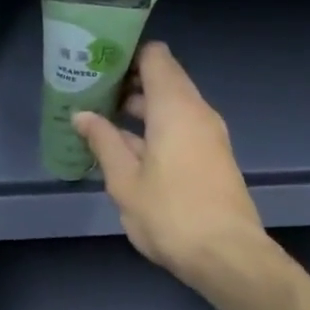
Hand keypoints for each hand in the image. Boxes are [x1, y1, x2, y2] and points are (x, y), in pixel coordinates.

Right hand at [73, 43, 265, 287]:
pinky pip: (181, 128)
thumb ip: (103, 142)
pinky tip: (126, 148)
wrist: (227, 255)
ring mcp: (209, 135)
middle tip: (89, 94)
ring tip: (101, 120)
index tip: (96, 64)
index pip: (155, 57)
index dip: (126, 54)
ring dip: (140, 110)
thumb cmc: (170, 214)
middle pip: (163, 80)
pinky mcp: (213, 157)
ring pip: (172, 107)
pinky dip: (155, 129)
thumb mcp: (125, 181)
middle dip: (127, 83)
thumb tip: (82, 115)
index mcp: (175, 107)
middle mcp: (197, 111)